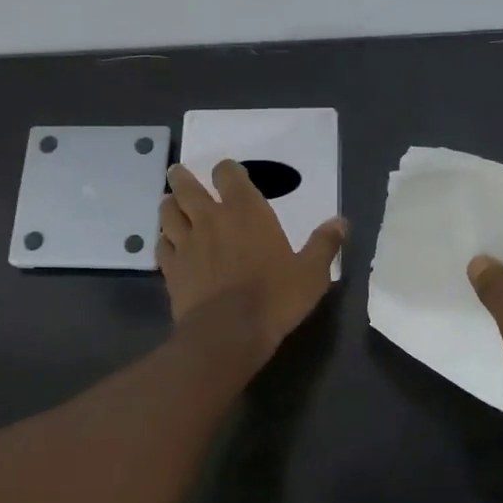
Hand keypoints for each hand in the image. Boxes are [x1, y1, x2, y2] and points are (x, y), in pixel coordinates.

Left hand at [159, 161, 345, 357]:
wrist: (228, 332)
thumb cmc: (274, 297)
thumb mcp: (311, 273)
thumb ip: (324, 244)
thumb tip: (340, 222)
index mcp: (245, 211)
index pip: (228, 174)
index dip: (227, 170)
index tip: (227, 173)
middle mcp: (210, 219)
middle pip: (186, 187)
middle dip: (181, 177)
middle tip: (178, 173)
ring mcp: (186, 243)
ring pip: (167, 212)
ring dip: (168, 205)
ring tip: (171, 204)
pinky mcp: (171, 268)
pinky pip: (161, 245)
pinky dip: (163, 240)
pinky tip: (168, 244)